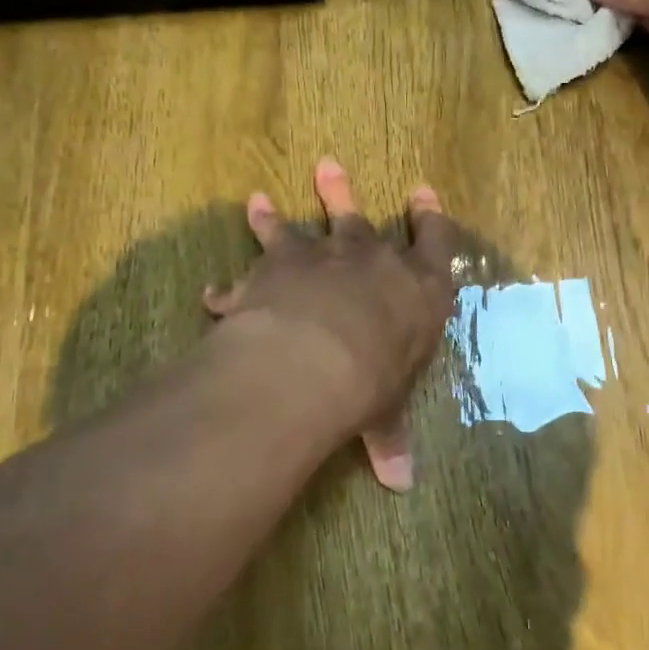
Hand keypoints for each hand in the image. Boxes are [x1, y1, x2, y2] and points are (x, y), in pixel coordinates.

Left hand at [203, 158, 458, 491]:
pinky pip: (248, 269)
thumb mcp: (386, 413)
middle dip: (343, 194)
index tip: (423, 193)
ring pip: (298, 227)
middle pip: (359, 218)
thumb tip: (400, 483)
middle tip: (328, 166)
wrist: (318, 357)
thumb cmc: (374, 379)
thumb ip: (389, 439)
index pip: (436, 242)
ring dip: (276, 216)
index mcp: (416, 287)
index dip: (431, 218)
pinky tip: (212, 291)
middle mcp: (368, 261)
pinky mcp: (273, 268)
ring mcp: (319, 257)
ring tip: (258, 199)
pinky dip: (230, 285)